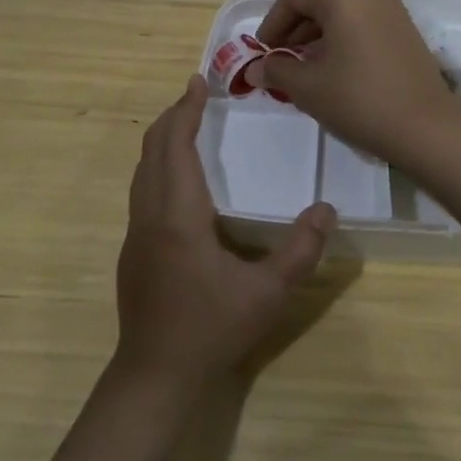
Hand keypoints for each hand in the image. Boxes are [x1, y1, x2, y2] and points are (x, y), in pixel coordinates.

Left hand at [115, 75, 335, 390]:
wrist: (154, 377)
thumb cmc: (211, 329)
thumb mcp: (267, 294)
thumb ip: (300, 251)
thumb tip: (327, 209)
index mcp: (178, 215)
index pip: (176, 146)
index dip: (186, 111)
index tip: (198, 83)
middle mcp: (150, 215)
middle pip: (153, 150)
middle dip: (173, 117)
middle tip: (196, 94)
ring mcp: (135, 234)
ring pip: (142, 170)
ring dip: (162, 141)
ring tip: (186, 125)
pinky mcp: (133, 251)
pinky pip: (142, 190)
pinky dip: (158, 165)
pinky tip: (178, 179)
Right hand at [254, 0, 460, 167]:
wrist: (427, 128)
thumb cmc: (360, 100)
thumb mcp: (308, 87)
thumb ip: (277, 70)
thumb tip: (256, 68)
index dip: (272, 21)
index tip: (263, 51)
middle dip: (295, 28)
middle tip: (281, 60)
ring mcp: (393, 10)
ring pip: (344, 12)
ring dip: (318, 34)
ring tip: (306, 67)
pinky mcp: (407, 30)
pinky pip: (364, 23)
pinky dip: (343, 38)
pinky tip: (337, 69)